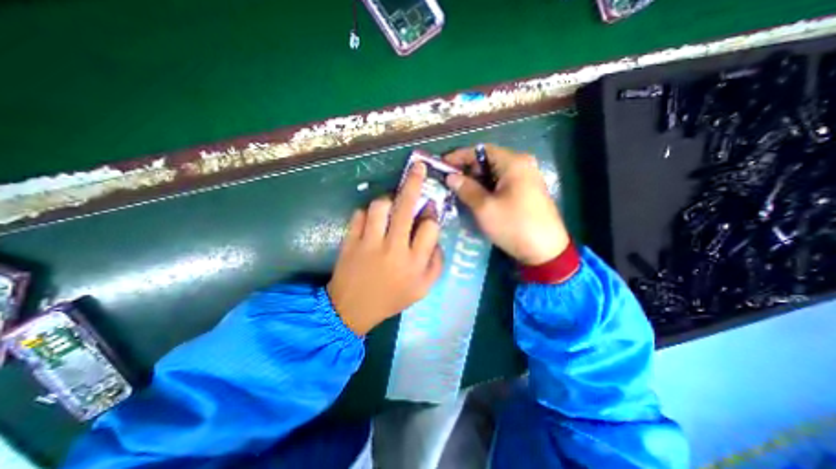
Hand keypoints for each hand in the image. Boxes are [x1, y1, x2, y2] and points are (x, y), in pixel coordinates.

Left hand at [326, 164, 443, 334]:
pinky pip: (360, 214)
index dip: (431, 215)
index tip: (429, 212)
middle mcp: (394, 248)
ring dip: (388, 199)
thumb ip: (436, 262)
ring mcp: (369, 242)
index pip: (430, 227)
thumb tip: (435, 237)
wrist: (352, 308)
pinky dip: (367, 213)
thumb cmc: (391, 298)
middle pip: (406, 208)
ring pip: (380, 205)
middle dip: (414, 183)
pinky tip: (372, 220)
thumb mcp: (423, 288)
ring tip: (392, 204)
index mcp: (414, 262)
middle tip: (418, 167)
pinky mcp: (351, 240)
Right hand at [444, 145, 567, 265]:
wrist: (545, 251)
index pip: (481, 150)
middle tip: (450, 181)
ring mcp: (527, 177)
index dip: (460, 156)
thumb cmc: (513, 225)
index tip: (443, 164)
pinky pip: (502, 182)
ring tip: (460, 191)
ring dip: (476, 180)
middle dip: (467, 169)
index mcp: (514, 163)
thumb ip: (466, 189)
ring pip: (494, 172)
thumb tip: (451, 177)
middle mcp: (522, 164)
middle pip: (488, 160)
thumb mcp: (485, 208)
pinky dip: (487, 187)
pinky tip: (476, 197)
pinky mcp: (527, 190)